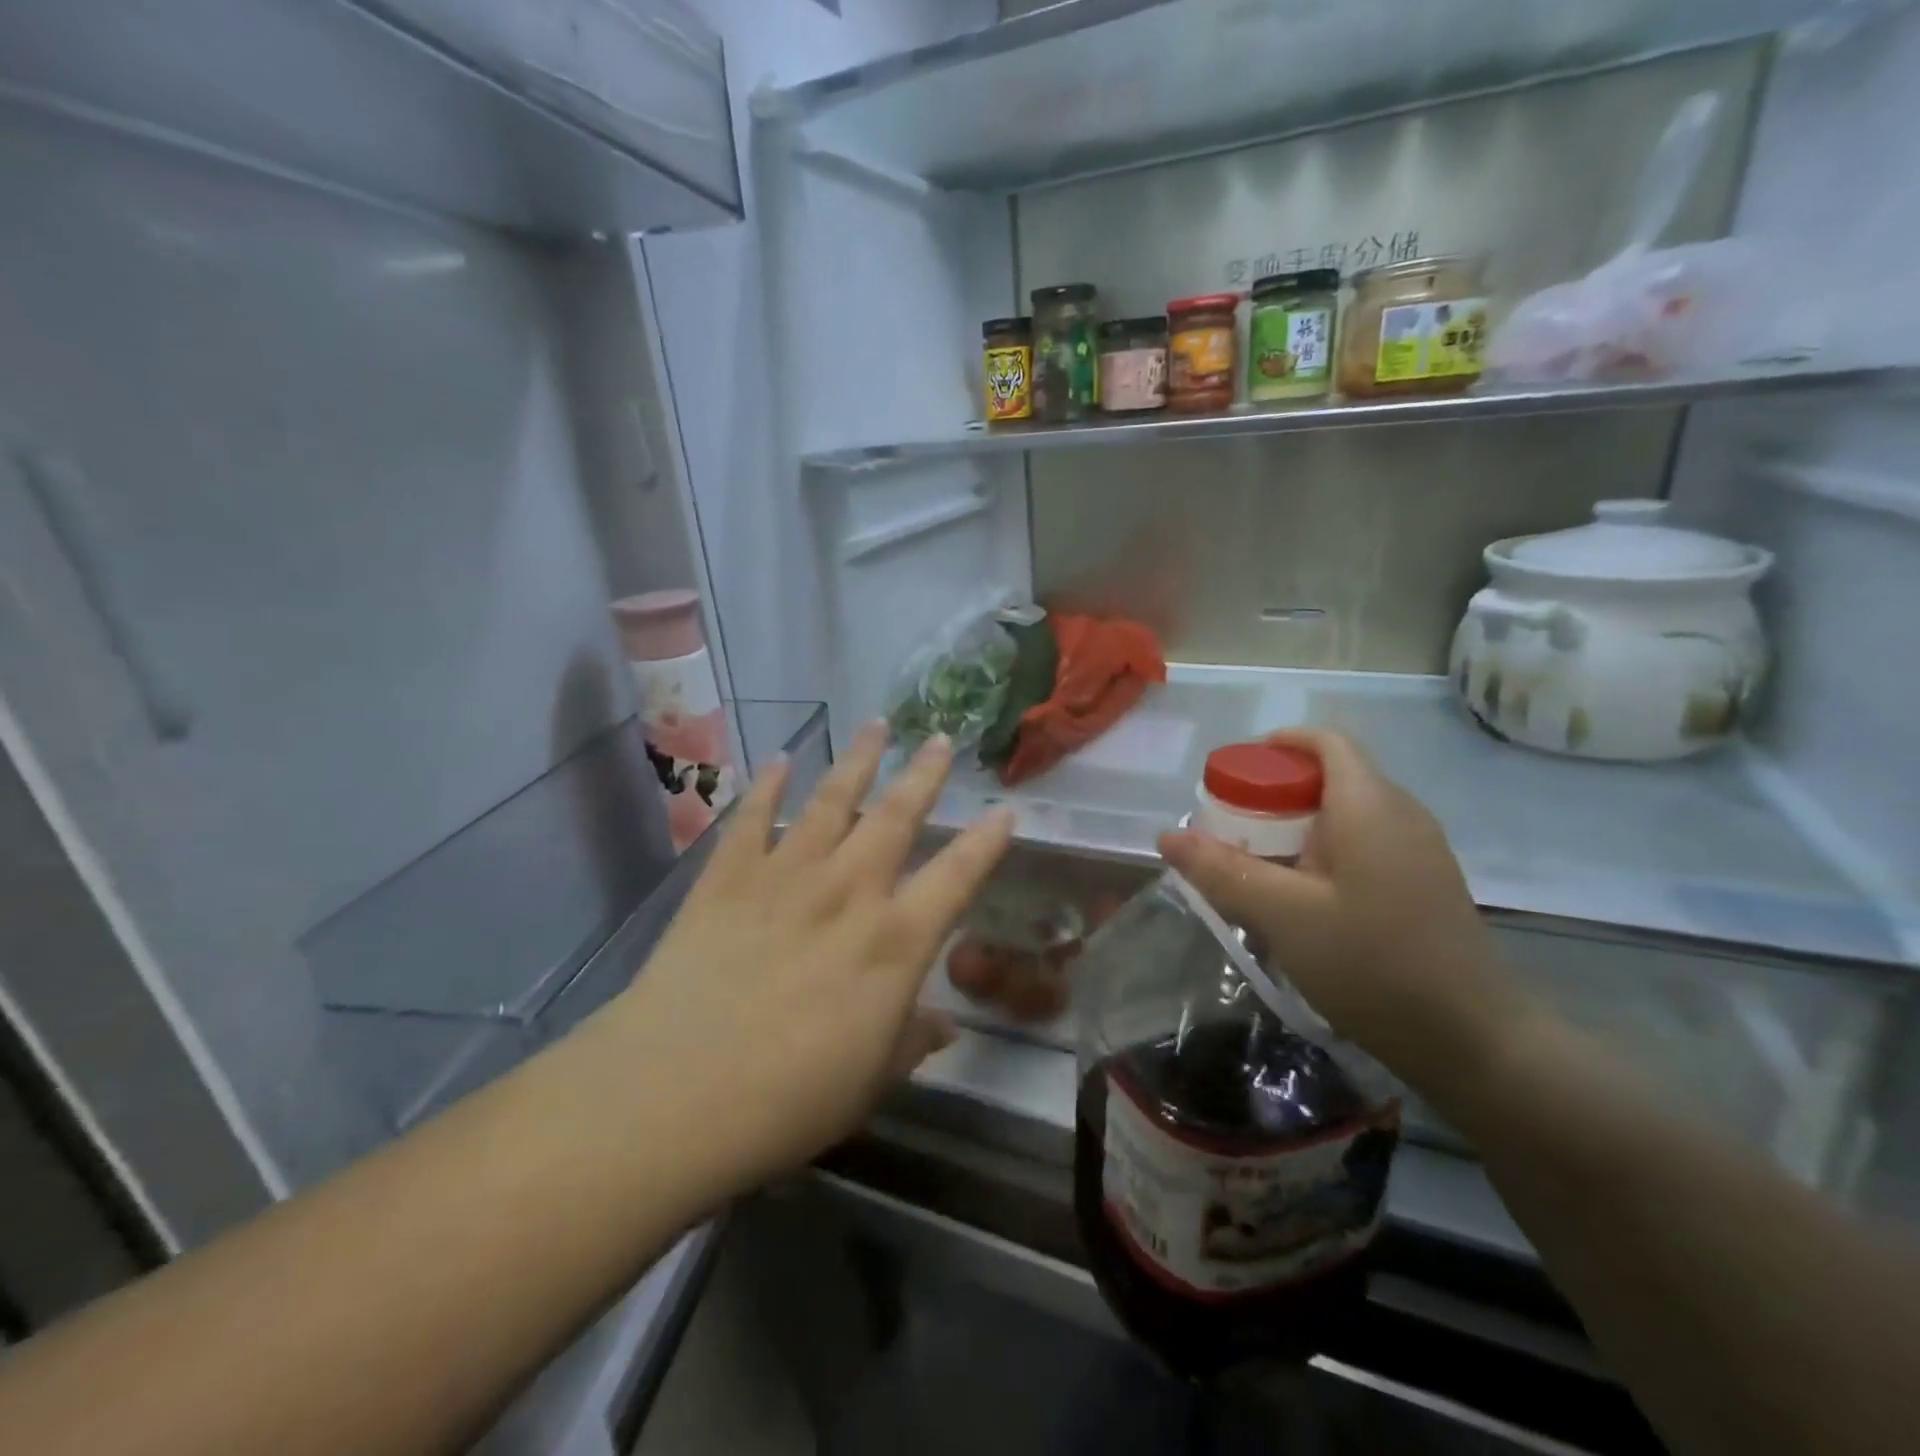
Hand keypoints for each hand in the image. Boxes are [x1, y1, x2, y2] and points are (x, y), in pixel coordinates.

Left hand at [599, 723, 1013, 1202]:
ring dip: (857, 760)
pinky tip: (781, 759)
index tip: (1004, 809)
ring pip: (831, 800)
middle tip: (941, 738)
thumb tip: (944, 1026)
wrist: (672, 1093)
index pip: (956, 877)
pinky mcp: (727, 877)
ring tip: (876, 724)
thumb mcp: (869, 1082)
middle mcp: (848, 892)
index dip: (985, 842)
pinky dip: (768, 785)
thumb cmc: (787, 1100)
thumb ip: (911, 1042)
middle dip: (924, 775)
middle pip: (896, 817)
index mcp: (894, 941)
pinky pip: (753, 818)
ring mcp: (785, 876)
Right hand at [1158, 729, 1531, 1096]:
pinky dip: (1323, 851)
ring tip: (1256, 864)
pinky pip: (1364, 845)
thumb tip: (1166, 835)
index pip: (1325, 742)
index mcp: (1369, 804)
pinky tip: (1302, 898)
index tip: (1233, 772)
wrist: (1474, 1041)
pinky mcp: (1423, 884)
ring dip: (1297, 826)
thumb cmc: (1373, 963)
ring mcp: (1418, 850)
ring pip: (1347, 814)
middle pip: (1332, 776)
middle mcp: (1401, 813)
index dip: (1278, 744)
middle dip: (1276, 791)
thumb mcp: (1282, 915)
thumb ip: (1222, 870)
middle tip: (1231, 827)